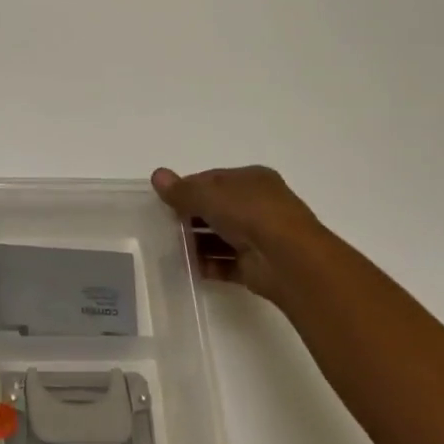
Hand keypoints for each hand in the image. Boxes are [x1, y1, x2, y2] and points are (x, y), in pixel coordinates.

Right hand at [151, 165, 322, 302]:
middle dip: (190, 216)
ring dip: (197, 242)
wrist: (287, 259)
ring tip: (170, 248)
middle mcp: (258, 205)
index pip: (213, 180)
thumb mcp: (208, 194)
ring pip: (220, 237)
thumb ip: (181, 190)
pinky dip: (208, 265)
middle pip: (216, 209)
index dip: (188, 188)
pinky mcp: (256, 265)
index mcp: (252, 180)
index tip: (165, 199)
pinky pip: (225, 263)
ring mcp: (259, 236)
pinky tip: (187, 267)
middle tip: (163, 225)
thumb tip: (157, 175)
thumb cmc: (249, 213)